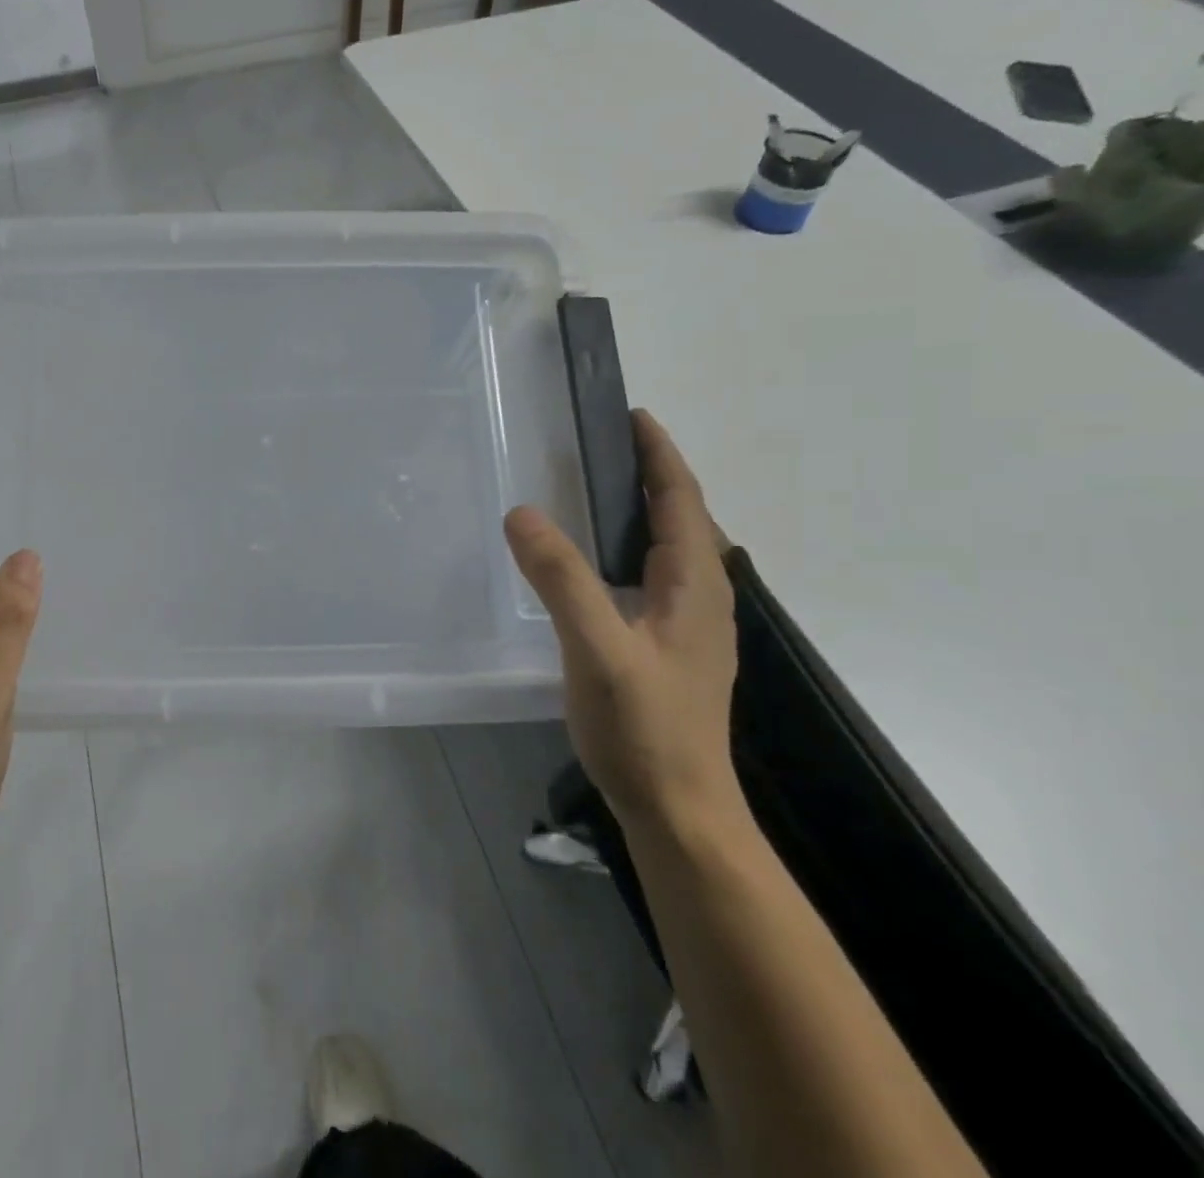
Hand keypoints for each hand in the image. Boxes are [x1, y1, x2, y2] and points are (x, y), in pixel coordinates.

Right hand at [504, 410, 739, 837]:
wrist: (679, 810)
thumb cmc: (644, 727)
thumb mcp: (597, 649)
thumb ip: (561, 580)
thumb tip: (522, 513)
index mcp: (694, 586)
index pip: (682, 500)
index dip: (660, 454)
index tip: (632, 415)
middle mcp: (702, 598)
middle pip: (683, 518)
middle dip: (652, 475)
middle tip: (602, 446)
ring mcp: (690, 626)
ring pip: (671, 549)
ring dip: (644, 511)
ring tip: (597, 491)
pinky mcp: (672, 649)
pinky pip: (655, 576)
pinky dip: (632, 547)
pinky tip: (598, 563)